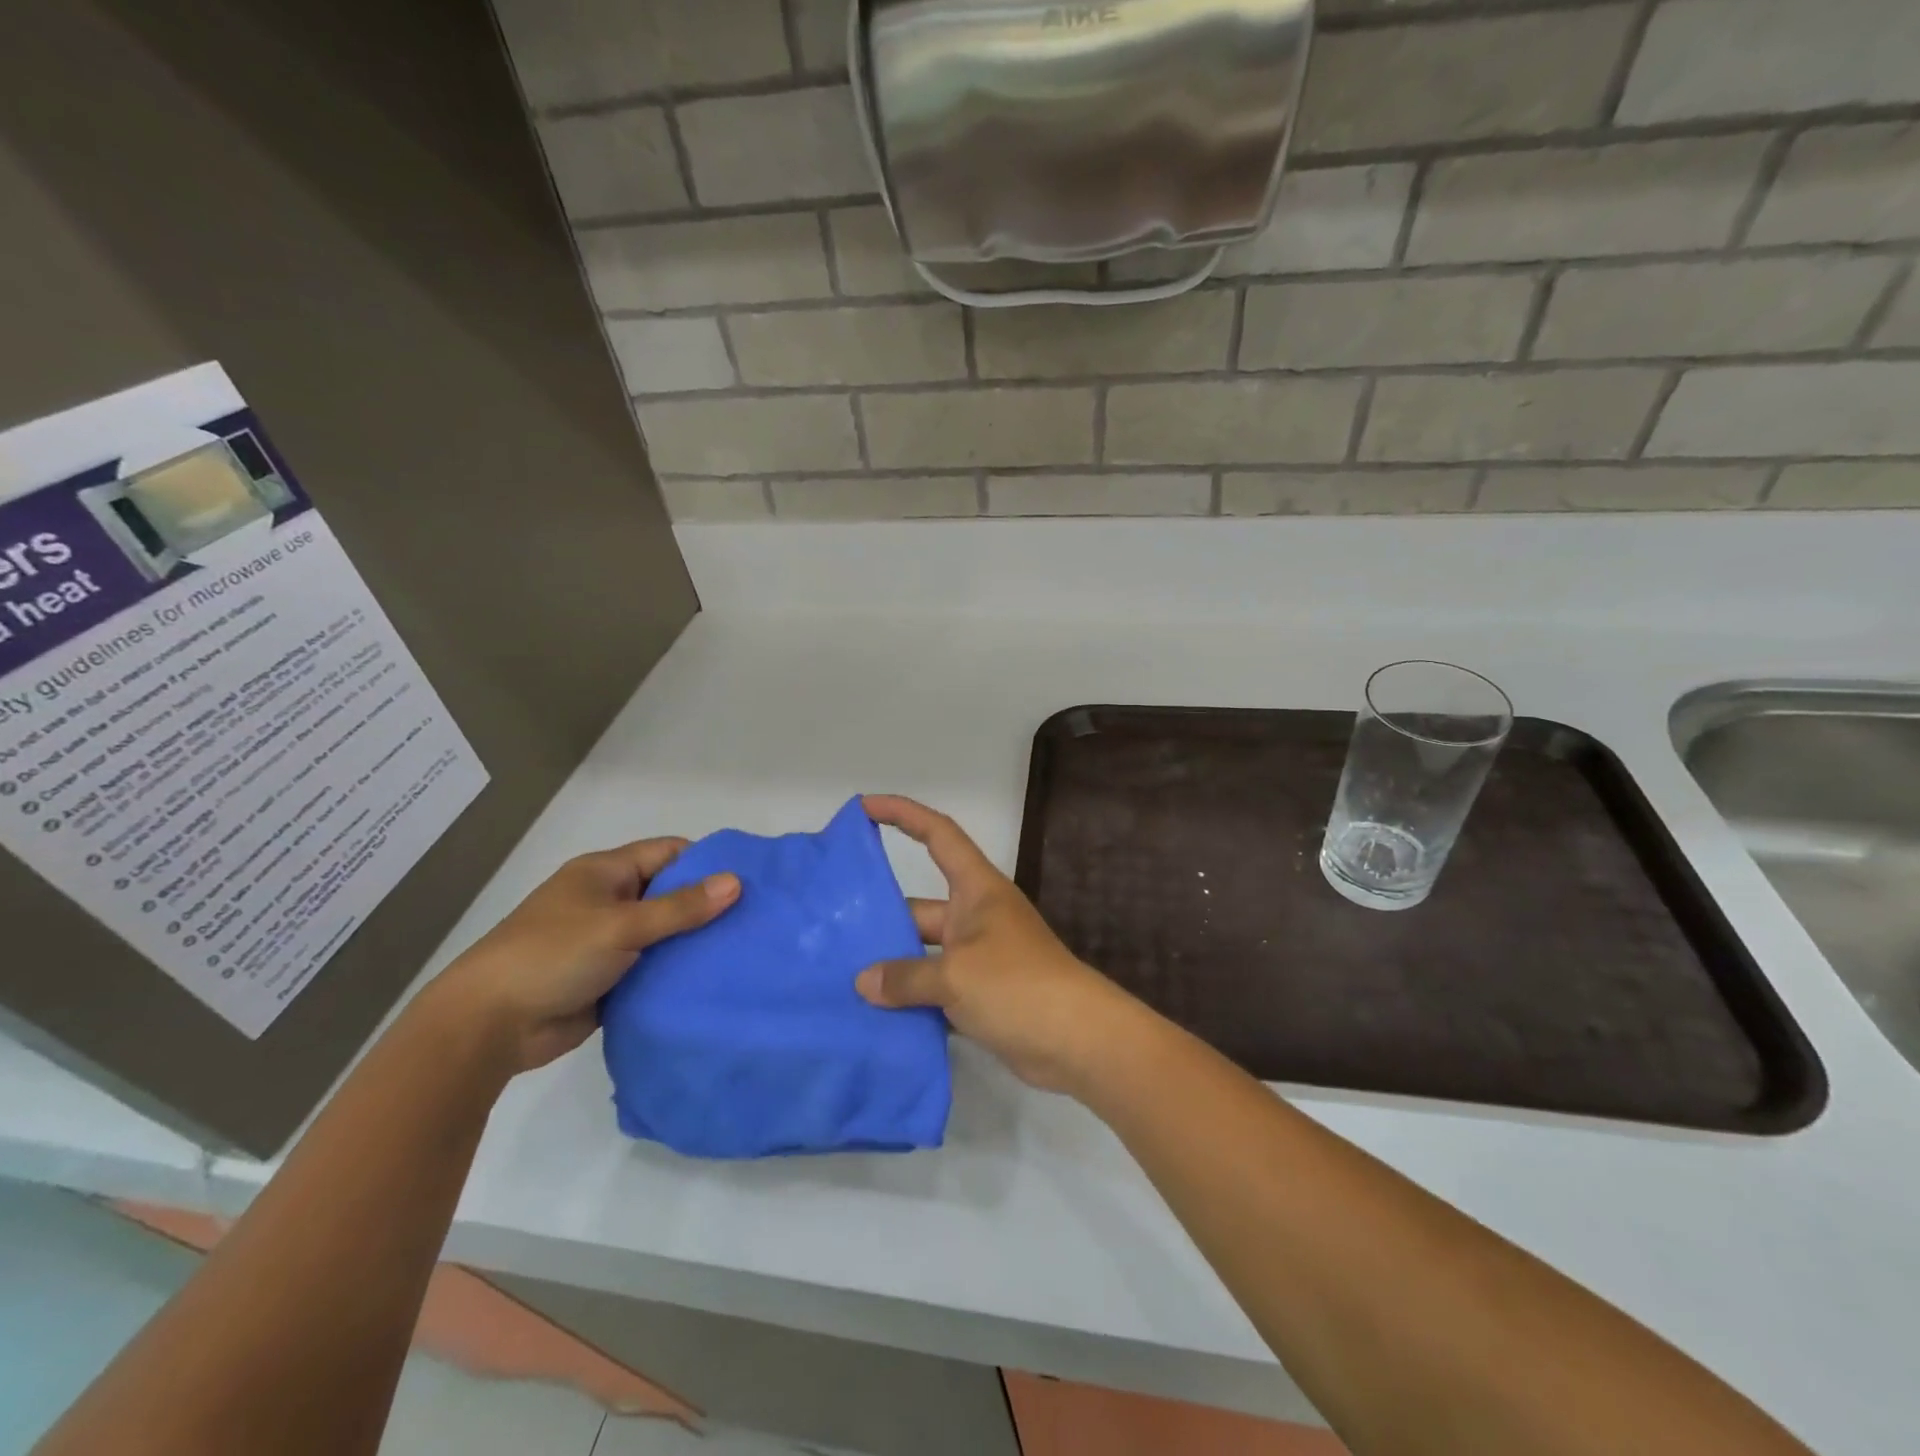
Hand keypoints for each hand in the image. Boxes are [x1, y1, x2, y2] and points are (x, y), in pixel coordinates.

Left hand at [433, 838, 739, 1072]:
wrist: (488, 1027)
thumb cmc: (552, 956)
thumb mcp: (620, 925)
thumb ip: (680, 907)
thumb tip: (737, 882)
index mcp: (606, 873)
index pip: (668, 853)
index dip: (707, 861)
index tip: (750, 879)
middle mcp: (610, 902)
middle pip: (670, 893)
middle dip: (708, 904)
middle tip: (758, 917)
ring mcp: (609, 943)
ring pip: (665, 934)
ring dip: (695, 942)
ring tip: (748, 948)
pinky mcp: (611, 980)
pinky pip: (655, 968)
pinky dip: (679, 972)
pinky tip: (716, 978)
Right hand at [856, 795, 1143, 1094]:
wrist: (1078, 1041)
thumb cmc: (1018, 985)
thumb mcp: (955, 975)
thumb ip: (905, 977)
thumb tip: (864, 982)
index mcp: (977, 889)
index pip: (938, 834)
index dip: (903, 814)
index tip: (865, 807)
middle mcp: (977, 916)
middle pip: (920, 906)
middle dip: (882, 916)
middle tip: (832, 929)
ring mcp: (980, 957)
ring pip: (925, 952)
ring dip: (892, 965)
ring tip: (842, 977)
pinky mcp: (982, 995)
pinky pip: (936, 989)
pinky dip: (910, 999)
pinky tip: (874, 1015)